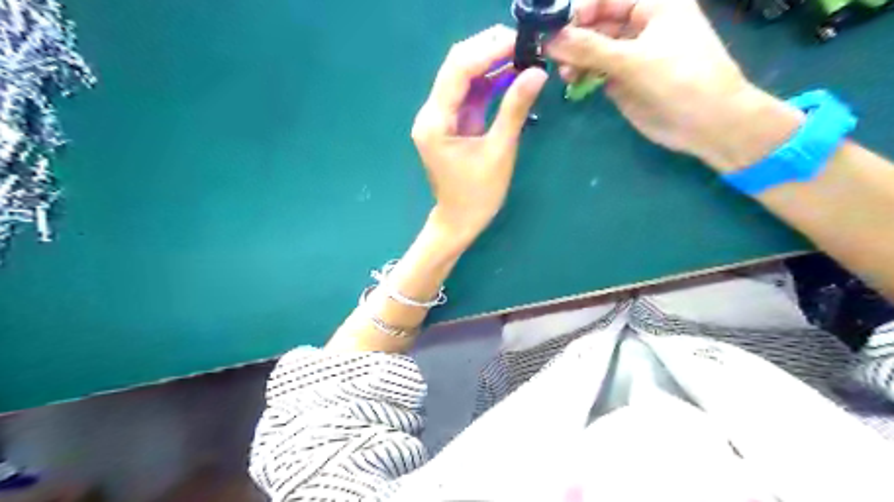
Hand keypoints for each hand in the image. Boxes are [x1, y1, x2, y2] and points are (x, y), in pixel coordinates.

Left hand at [410, 24, 544, 242]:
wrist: (459, 221)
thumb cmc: (478, 195)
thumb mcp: (499, 152)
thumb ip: (515, 110)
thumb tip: (537, 72)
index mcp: (435, 122)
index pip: (458, 71)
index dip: (488, 51)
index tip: (520, 41)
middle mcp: (431, 113)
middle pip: (456, 66)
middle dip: (488, 50)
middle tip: (523, 44)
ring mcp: (439, 117)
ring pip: (462, 76)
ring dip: (490, 63)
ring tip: (522, 54)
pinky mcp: (450, 122)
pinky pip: (468, 93)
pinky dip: (489, 82)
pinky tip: (511, 74)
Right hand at [545, 0, 803, 171]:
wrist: (706, 123)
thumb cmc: (680, 79)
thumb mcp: (633, 59)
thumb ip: (589, 48)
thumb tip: (549, 39)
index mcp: (653, 4)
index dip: (577, 10)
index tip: (552, 29)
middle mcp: (639, 24)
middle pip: (596, 22)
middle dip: (573, 37)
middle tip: (550, 54)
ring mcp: (630, 53)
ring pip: (593, 48)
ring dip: (575, 58)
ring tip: (564, 74)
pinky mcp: (623, 78)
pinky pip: (595, 70)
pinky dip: (582, 74)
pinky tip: (572, 82)